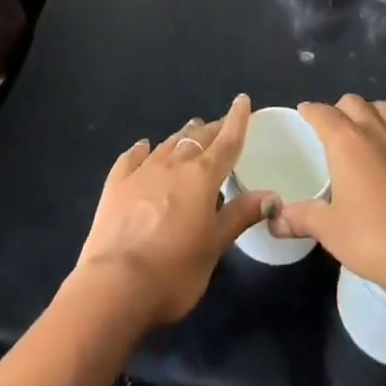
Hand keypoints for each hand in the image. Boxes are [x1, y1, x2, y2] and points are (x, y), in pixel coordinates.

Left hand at [72, 93, 273, 326]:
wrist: (115, 285)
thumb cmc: (174, 271)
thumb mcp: (214, 247)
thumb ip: (240, 215)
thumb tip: (271, 194)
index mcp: (202, 177)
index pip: (227, 142)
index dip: (237, 120)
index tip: (242, 100)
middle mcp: (173, 165)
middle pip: (197, 139)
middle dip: (211, 129)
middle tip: (220, 125)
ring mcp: (142, 171)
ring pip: (168, 144)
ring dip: (182, 136)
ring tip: (191, 131)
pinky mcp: (116, 184)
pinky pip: (132, 158)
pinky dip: (142, 150)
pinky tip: (143, 147)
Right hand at [269, 95, 385, 303]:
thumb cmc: (374, 240)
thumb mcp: (329, 231)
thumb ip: (299, 218)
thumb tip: (273, 218)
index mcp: (346, 142)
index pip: (322, 112)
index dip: (310, 111)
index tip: (303, 116)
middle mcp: (375, 130)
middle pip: (353, 102)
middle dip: (339, 110)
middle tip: (331, 132)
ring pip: (385, 108)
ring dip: (371, 113)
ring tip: (365, 132)